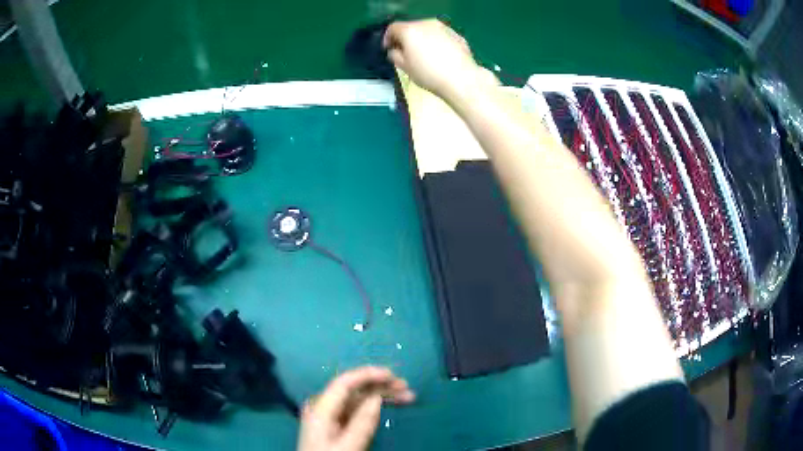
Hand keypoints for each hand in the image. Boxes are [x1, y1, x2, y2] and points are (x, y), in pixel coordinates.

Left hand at [297, 366, 415, 450]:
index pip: (344, 383)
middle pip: (354, 390)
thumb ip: (362, 422)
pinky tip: (388, 406)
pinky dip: (374, 407)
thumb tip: (376, 397)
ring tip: (407, 396)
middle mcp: (323, 406)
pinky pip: (356, 409)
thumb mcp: (349, 445)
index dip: (368, 375)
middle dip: (380, 386)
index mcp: (321, 408)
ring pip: (358, 399)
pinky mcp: (335, 424)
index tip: (392, 375)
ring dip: (381, 396)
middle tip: (406, 387)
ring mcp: (329, 415)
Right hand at [383, 19, 497, 101]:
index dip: (388, 38)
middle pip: (411, 27)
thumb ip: (395, 55)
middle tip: (406, 52)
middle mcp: (426, 23)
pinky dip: (436, 42)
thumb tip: (395, 51)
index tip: (389, 48)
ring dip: (422, 39)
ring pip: (427, 30)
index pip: (393, 28)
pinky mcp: (457, 35)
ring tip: (424, 54)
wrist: (461, 79)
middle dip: (406, 38)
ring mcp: (444, 28)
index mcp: (410, 30)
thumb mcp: (404, 67)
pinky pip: (441, 36)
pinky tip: (439, 56)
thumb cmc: (428, 74)